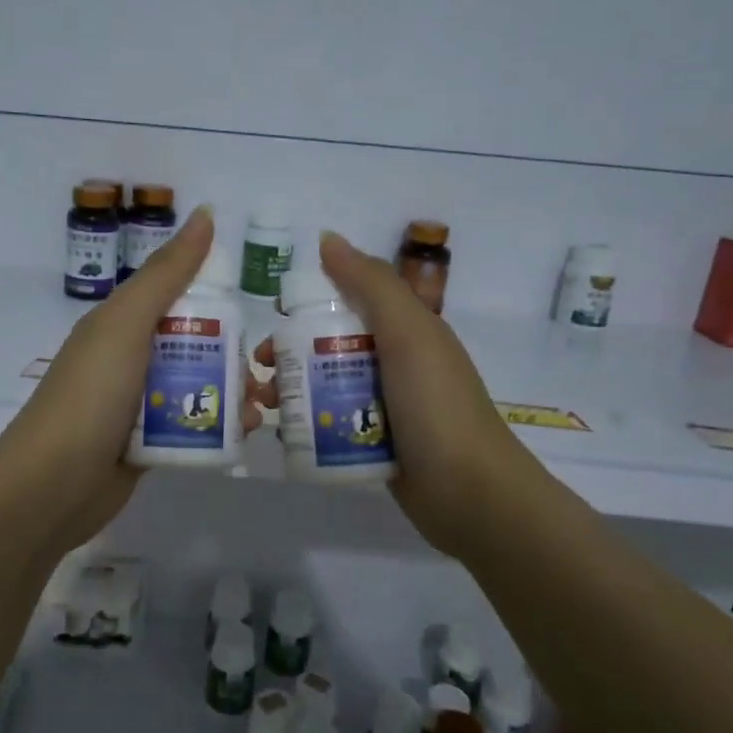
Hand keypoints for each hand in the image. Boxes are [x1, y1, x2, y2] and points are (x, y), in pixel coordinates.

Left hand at [0, 207, 266, 557]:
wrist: (52, 486)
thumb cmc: (91, 394)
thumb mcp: (127, 323)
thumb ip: (167, 273)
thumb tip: (207, 213)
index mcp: (121, 323)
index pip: (177, 297)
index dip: (217, 299)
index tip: (256, 311)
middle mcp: (129, 358)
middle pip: (193, 344)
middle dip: (234, 355)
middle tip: (265, 371)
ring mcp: (137, 403)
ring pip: (196, 386)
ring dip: (233, 393)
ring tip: (262, 409)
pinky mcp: (146, 443)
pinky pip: (190, 423)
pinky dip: (219, 425)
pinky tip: (246, 433)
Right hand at [294, 230, 539, 554]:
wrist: (471, 494)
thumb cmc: (436, 404)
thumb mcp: (408, 333)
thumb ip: (371, 284)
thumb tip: (327, 238)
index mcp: (407, 331)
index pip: (350, 304)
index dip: (310, 306)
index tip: (274, 319)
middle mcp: (396, 364)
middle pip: (332, 348)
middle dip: (291, 354)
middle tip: (260, 370)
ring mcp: (386, 408)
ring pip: (328, 387)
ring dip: (292, 390)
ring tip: (262, 406)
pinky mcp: (376, 445)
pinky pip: (334, 424)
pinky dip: (307, 424)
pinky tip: (281, 434)